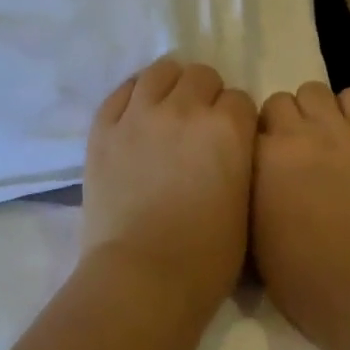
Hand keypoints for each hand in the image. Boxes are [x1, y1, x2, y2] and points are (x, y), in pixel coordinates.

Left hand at [82, 58, 257, 318]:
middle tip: (199, 126)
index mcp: (228, 128)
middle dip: (206, 95)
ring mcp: (140, 115)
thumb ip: (239, 161)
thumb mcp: (245, 204)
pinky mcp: (104, 128)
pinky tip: (136, 114)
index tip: (231, 139)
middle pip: (201, 75)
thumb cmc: (207, 258)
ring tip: (167, 109)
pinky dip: (133, 96)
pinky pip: (121, 91)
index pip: (240, 99)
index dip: (236, 119)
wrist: (142, 278)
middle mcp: (185, 109)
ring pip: (161, 71)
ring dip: (170, 85)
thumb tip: (228, 148)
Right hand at [251, 82, 349, 348]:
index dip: (255, 145)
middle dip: (282, 123)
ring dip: (313, 111)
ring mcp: (336, 130)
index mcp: (257, 160)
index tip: (262, 164)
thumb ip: (246, 194)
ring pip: (313, 90)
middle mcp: (293, 134)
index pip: (245, 126)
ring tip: (323, 138)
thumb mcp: (251, 238)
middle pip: (278, 102)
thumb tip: (249, 177)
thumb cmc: (303, 278)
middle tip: (293, 152)